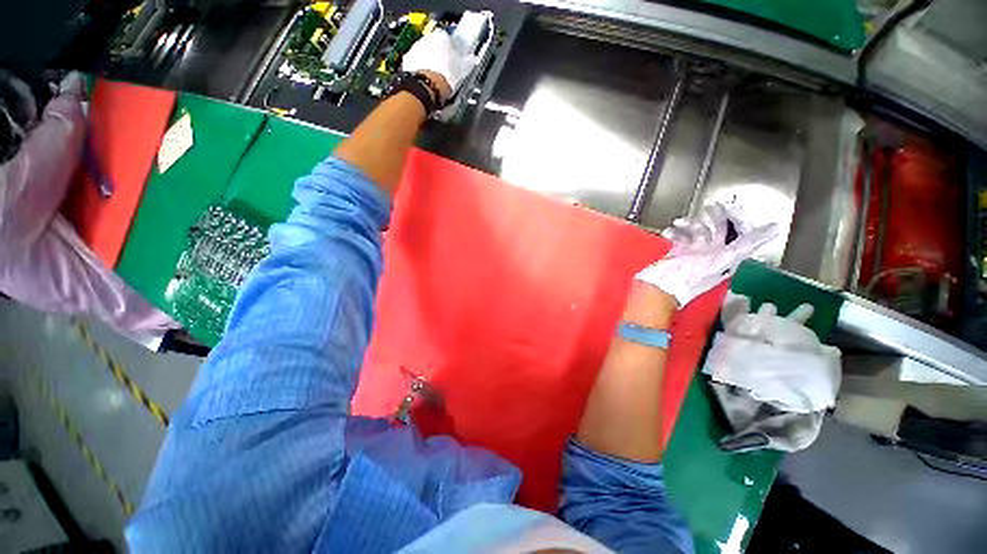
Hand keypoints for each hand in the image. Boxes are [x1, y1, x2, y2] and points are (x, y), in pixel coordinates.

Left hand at [402, 30, 477, 99]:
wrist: (428, 87)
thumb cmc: (446, 76)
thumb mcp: (463, 69)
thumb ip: (468, 61)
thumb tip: (472, 59)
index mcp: (441, 37)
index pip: (447, 38)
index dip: (451, 49)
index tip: (454, 59)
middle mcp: (426, 39)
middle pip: (434, 45)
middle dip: (439, 55)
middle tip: (445, 70)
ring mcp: (415, 49)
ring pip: (424, 54)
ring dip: (429, 62)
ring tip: (436, 79)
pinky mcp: (407, 61)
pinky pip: (415, 64)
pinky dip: (420, 70)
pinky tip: (427, 81)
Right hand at [635, 203, 777, 306]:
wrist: (661, 289)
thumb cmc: (688, 278)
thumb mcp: (721, 261)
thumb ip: (747, 245)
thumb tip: (775, 228)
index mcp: (726, 257)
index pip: (741, 234)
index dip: (739, 219)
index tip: (731, 206)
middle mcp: (713, 254)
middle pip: (720, 230)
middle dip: (716, 216)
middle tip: (710, 207)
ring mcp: (694, 254)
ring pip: (698, 231)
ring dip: (689, 224)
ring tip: (679, 222)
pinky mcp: (678, 254)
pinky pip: (679, 238)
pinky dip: (674, 233)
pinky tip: (668, 232)